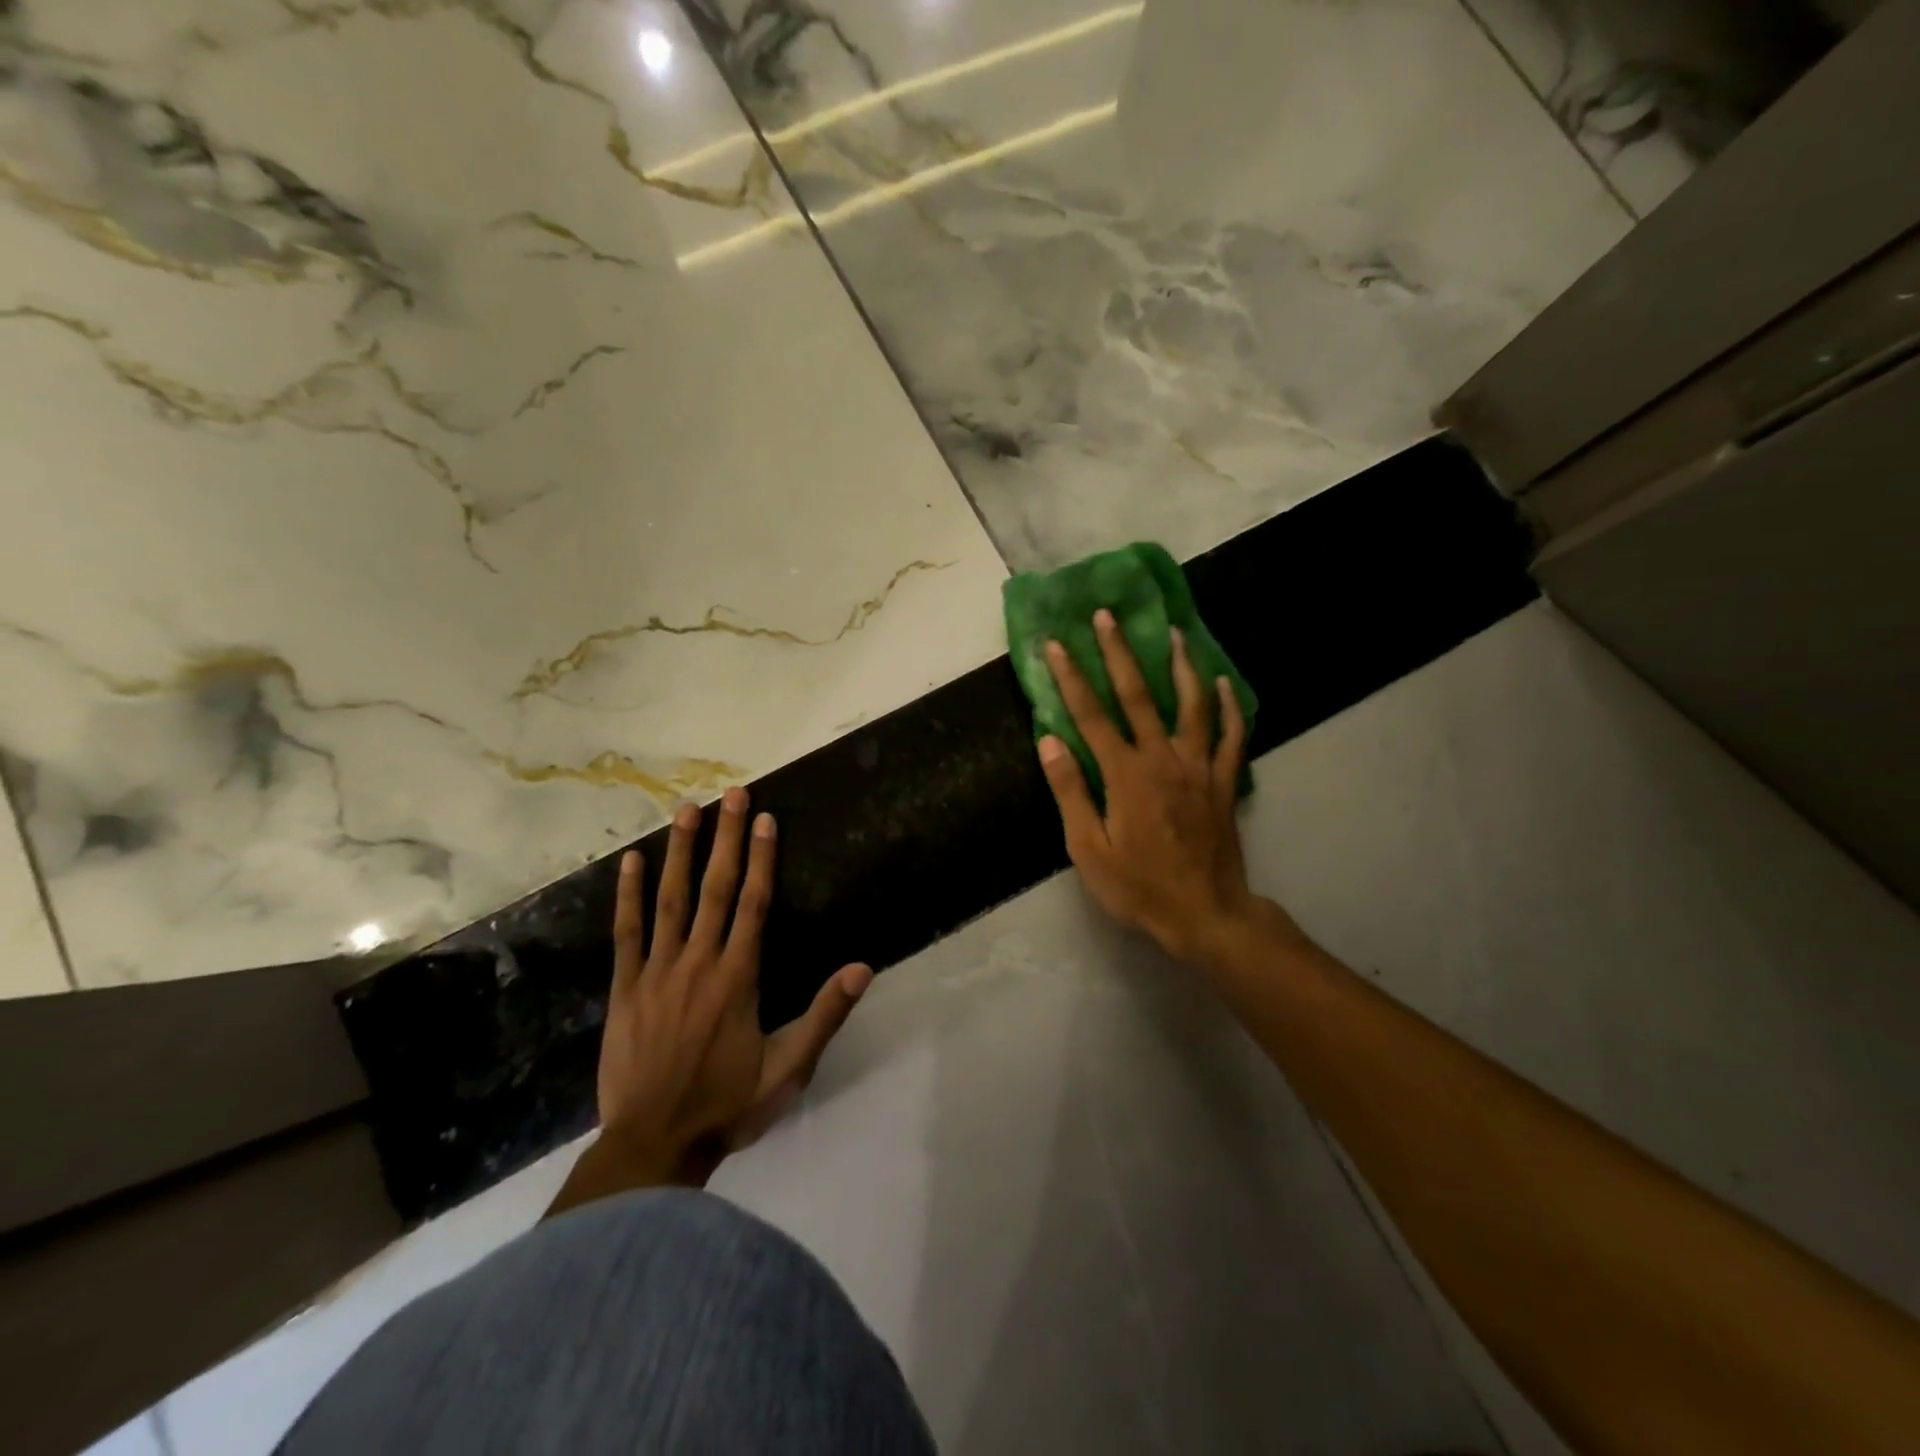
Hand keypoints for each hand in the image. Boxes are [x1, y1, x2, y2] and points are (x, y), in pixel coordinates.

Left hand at [551, 789, 871, 1212]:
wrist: (653, 1146)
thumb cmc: (728, 1105)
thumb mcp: (789, 1069)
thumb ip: (824, 1015)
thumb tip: (862, 967)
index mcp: (738, 977)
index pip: (754, 904)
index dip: (762, 858)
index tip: (765, 819)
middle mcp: (699, 962)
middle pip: (716, 889)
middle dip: (727, 838)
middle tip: (732, 794)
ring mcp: (658, 972)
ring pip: (671, 900)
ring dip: (680, 852)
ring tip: (686, 810)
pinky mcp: (626, 988)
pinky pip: (627, 933)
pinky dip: (628, 896)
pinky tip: (630, 862)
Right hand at [1037, 610, 1265, 966]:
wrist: (1205, 914)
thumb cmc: (1138, 886)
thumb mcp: (1088, 848)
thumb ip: (1070, 790)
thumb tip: (1049, 740)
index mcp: (1125, 774)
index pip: (1091, 715)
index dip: (1071, 678)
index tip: (1056, 644)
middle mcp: (1163, 758)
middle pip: (1138, 695)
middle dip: (1120, 652)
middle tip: (1108, 616)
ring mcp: (1198, 766)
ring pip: (1191, 704)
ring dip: (1181, 665)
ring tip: (1174, 632)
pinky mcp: (1223, 781)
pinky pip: (1231, 735)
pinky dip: (1229, 707)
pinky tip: (1224, 684)